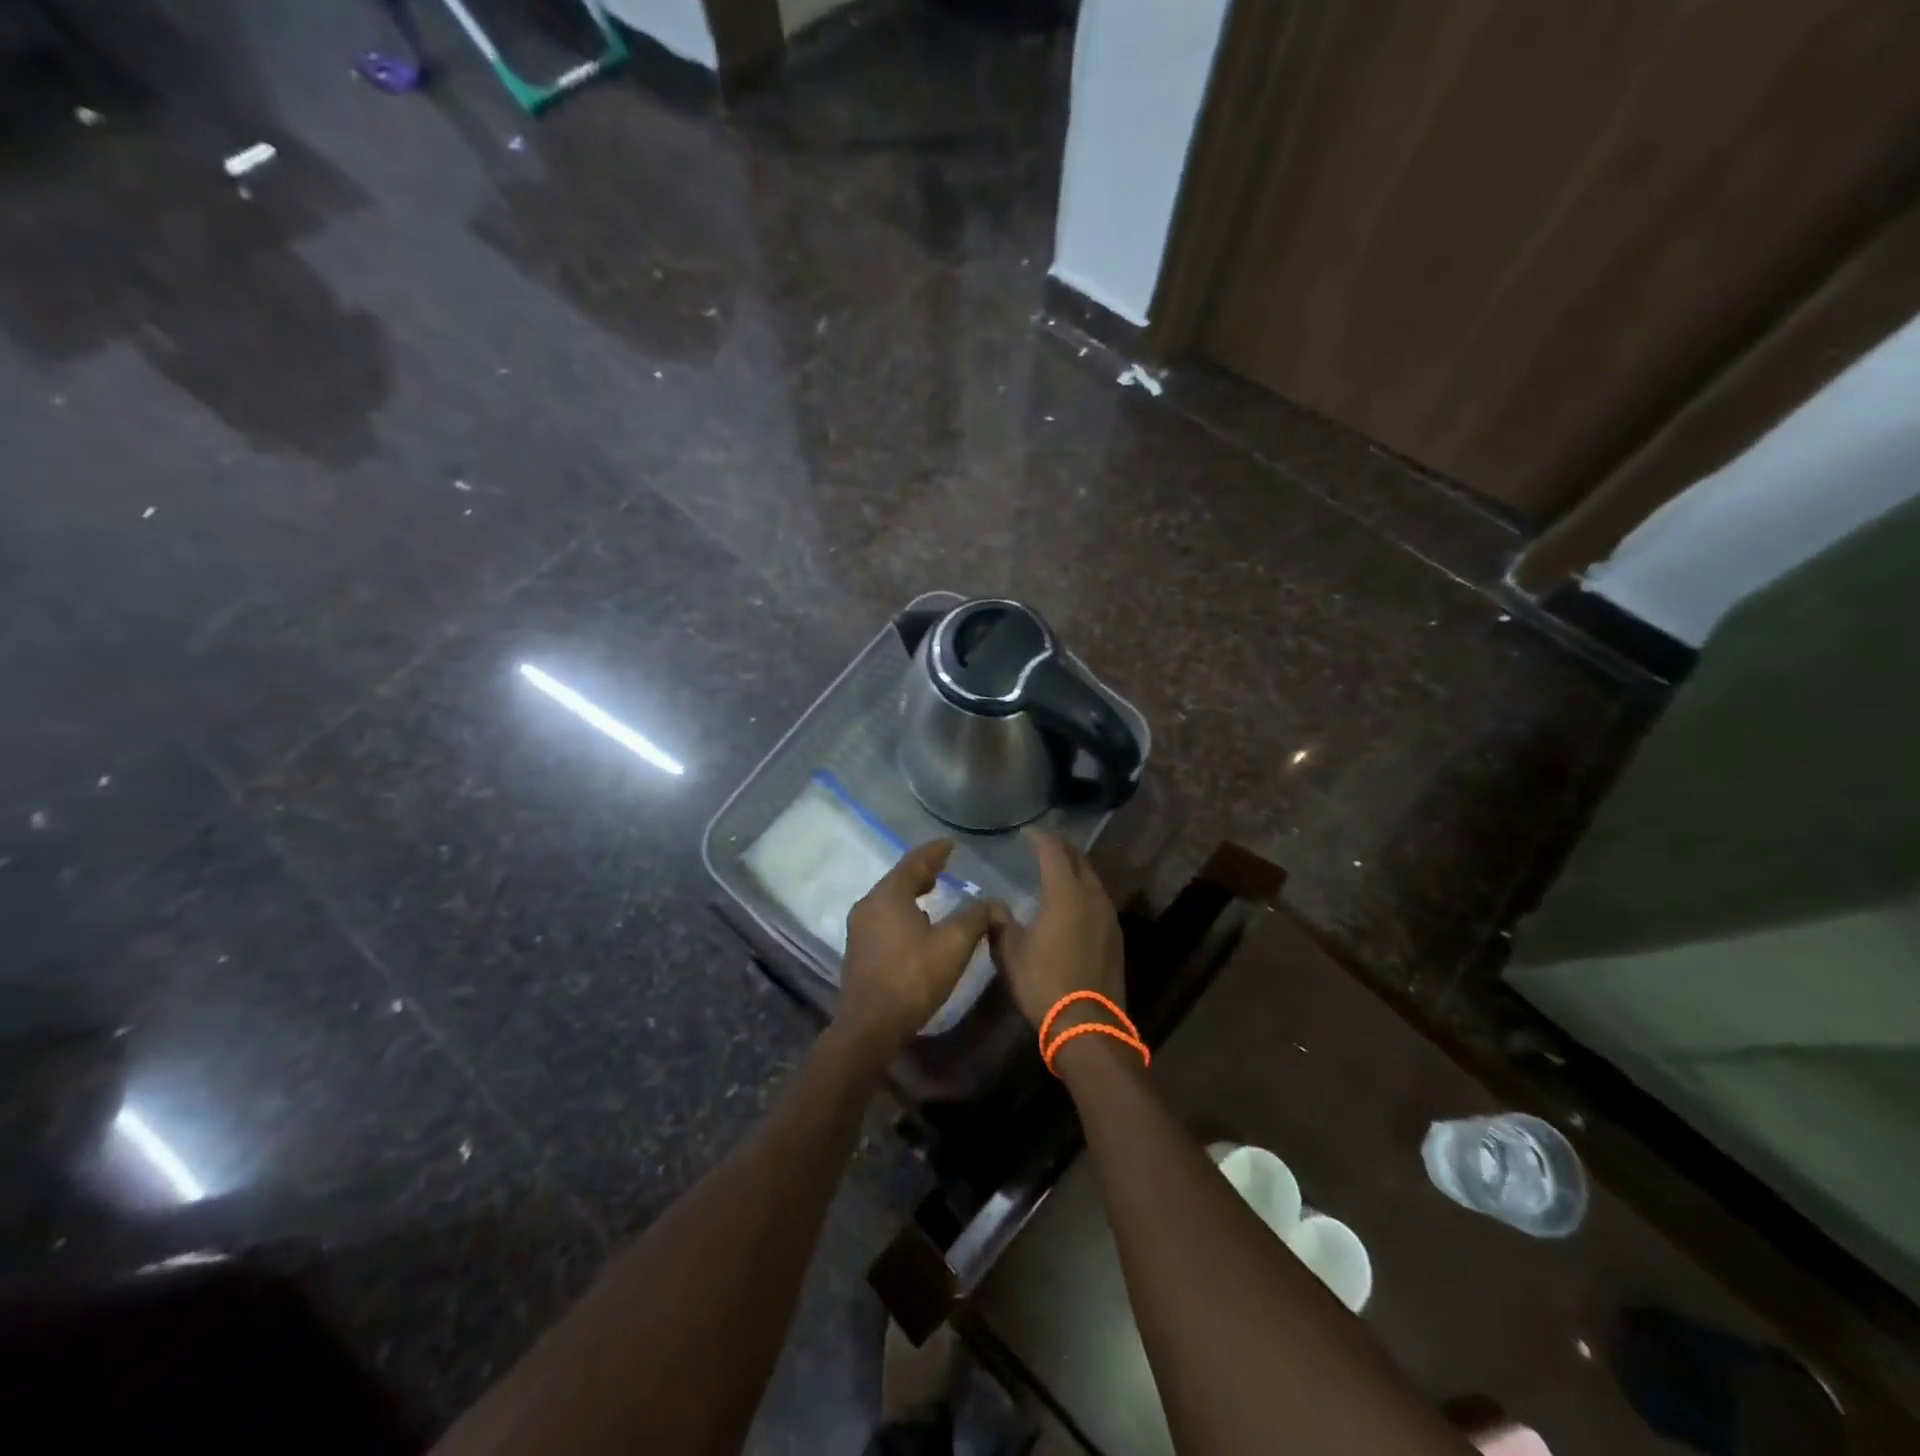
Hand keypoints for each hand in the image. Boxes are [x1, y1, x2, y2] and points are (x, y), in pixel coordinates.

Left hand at [836, 839, 992, 1055]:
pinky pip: (884, 916)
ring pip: (889, 898)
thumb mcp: (953, 946)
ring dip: (912, 890)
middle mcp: (869, 905)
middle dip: (923, 870)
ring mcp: (859, 928)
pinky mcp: (859, 949)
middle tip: (944, 865)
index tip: (951, 844)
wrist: (869, 1026)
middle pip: (898, 878)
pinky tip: (917, 922)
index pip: (913, 862)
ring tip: (933, 890)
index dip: (934, 851)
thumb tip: (988, 901)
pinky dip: (903, 909)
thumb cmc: (912, 979)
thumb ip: (974, 917)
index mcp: (888, 896)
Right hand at [988, 831, 1124, 1031]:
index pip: (1053, 852)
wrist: (1088, 1025)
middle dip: (1061, 848)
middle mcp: (1092, 897)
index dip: (1040, 838)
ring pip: (1092, 879)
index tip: (1027, 832)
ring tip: (1056, 870)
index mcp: (1065, 894)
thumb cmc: (1044, 984)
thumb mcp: (1010, 953)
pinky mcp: (1115, 935)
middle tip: (1042, 845)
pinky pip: (1098, 899)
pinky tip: (1072, 902)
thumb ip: (1000, 922)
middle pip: (1079, 860)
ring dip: (1075, 869)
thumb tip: (992, 903)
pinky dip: (1084, 890)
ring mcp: (1108, 916)